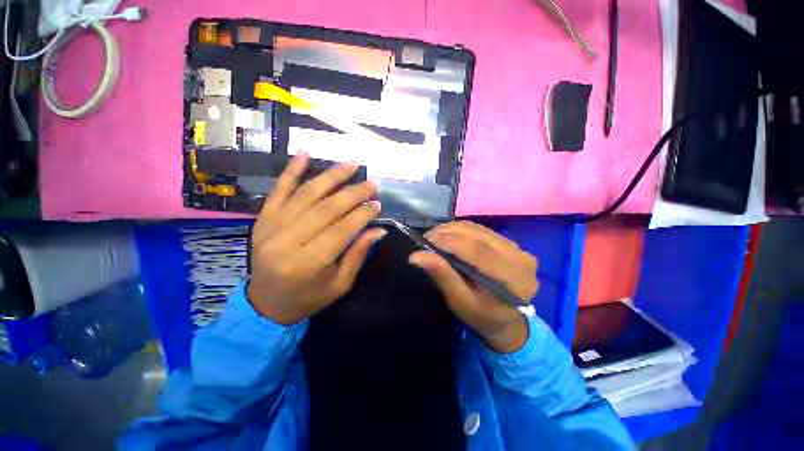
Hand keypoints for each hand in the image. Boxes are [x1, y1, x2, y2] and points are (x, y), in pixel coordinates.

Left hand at [247, 152, 385, 324]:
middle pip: (326, 208)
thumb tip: (378, 229)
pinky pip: (278, 190)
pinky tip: (305, 154)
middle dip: (353, 193)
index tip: (377, 204)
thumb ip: (358, 254)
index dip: (362, 214)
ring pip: (306, 194)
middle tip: (371, 183)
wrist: (265, 303)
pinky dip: (292, 171)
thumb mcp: (340, 284)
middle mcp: (288, 241)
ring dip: (331, 177)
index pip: (342, 229)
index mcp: (309, 263)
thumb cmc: (308, 297)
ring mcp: (271, 227)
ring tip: (350, 164)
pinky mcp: (262, 219)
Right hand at [408, 221, 538, 352]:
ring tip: (436, 236)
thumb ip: (442, 276)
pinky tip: (449, 235)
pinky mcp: (512, 244)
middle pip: (481, 236)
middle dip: (450, 232)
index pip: (480, 252)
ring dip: (455, 229)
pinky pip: (483, 230)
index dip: (452, 242)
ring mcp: (519, 249)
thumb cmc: (482, 316)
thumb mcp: (460, 302)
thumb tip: (417, 256)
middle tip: (428, 237)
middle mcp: (522, 258)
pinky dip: (463, 230)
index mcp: (513, 279)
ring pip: (481, 229)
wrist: (506, 321)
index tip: (427, 240)